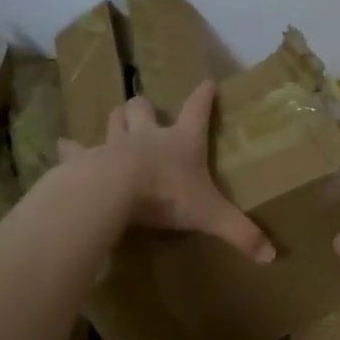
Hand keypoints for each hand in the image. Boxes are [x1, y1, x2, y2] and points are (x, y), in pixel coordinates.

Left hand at [57, 80, 274, 263]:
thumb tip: (273, 256)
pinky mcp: (86, 159)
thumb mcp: (210, 215)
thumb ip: (240, 233)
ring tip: (118, 123)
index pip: (196, 111)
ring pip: (114, 120)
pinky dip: (72, 148)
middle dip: (145, 107)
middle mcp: (147, 136)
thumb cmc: (167, 194)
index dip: (203, 96)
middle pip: (143, 107)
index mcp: (181, 142)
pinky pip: (76, 149)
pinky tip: (66, 146)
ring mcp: (114, 144)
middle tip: (147, 112)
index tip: (207, 83)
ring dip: (117, 119)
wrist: (115, 190)